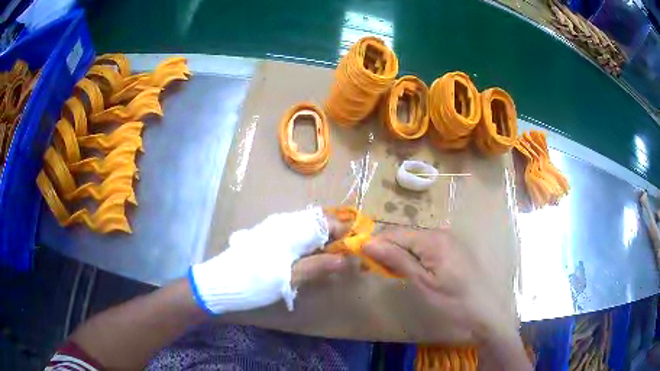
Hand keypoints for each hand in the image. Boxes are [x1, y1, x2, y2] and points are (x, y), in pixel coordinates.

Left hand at [190, 207, 349, 314]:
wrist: (220, 282)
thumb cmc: (255, 281)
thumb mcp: (290, 278)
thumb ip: (319, 266)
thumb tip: (347, 259)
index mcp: (292, 228)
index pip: (328, 221)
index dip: (344, 233)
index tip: (354, 250)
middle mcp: (284, 221)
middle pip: (318, 221)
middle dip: (333, 237)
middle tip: (340, 259)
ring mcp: (273, 226)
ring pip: (306, 226)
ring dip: (319, 241)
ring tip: (325, 261)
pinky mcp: (266, 234)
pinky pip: (293, 232)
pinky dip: (306, 243)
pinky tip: (304, 259)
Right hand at [362, 227, 518, 345]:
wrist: (487, 311)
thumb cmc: (453, 301)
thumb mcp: (423, 283)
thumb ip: (397, 260)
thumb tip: (367, 243)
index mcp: (432, 239)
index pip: (394, 233)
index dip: (374, 244)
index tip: (358, 260)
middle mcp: (440, 232)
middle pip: (404, 235)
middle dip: (386, 250)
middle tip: (372, 271)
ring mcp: (448, 240)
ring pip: (414, 242)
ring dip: (398, 255)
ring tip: (388, 273)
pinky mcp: (452, 249)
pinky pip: (425, 247)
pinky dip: (413, 257)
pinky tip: (409, 271)